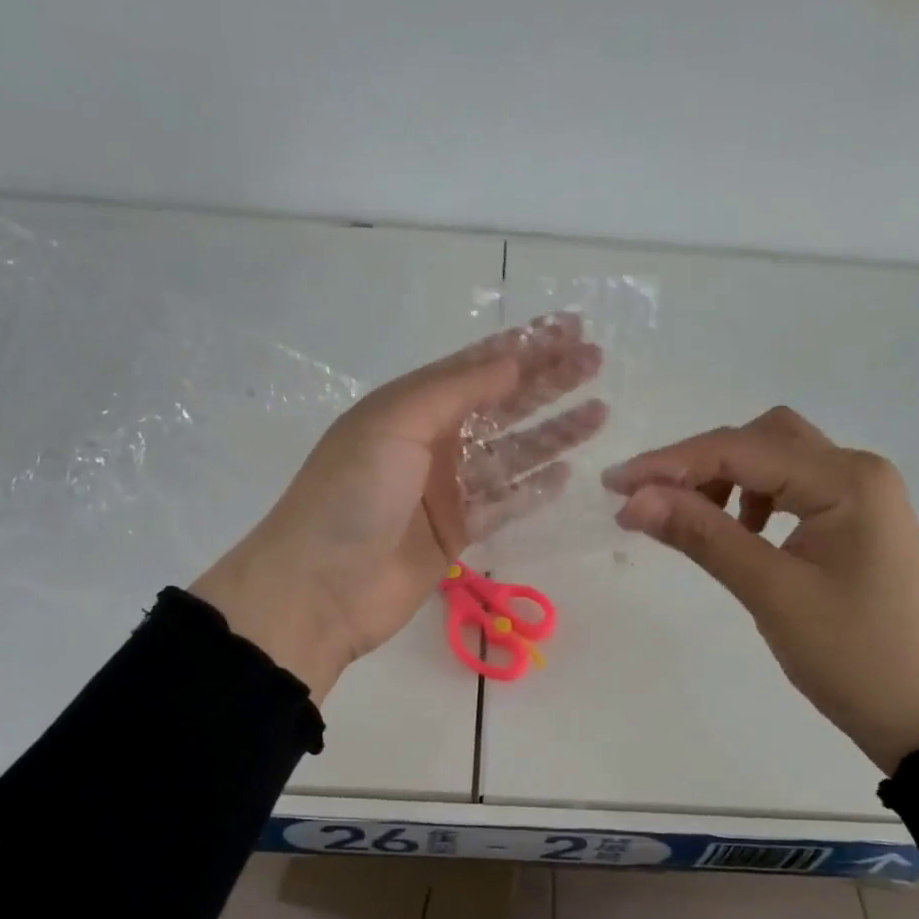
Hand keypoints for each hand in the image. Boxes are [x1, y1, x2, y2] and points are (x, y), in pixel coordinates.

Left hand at [193, 318, 605, 700]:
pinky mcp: (456, 533)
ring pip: (510, 454)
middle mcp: (430, 441)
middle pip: (500, 404)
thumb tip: (513, 361)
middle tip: (596, 362)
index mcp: (409, 406)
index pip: (477, 365)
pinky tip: (567, 473)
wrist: (319, 588)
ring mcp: (444, 490)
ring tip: (599, 413)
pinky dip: (533, 489)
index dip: (525, 346)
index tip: (571, 330)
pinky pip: (504, 503)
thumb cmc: (352, 494)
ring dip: (552, 433)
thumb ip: (458, 390)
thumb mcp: (396, 423)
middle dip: (547, 382)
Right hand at [603, 408, 918, 771]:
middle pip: (760, 439)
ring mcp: (860, 494)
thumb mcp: (771, 592)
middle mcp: (856, 470)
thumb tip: (634, 500)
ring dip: (726, 478)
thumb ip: (702, 536)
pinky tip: (737, 532)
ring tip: (692, 520)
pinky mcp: (854, 521)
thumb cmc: (854, 656)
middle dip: (698, 463)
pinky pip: (790, 488)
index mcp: (846, 479)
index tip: (613, 486)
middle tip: (647, 501)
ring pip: (775, 459)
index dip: (670, 464)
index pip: (741, 450)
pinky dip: (752, 498)